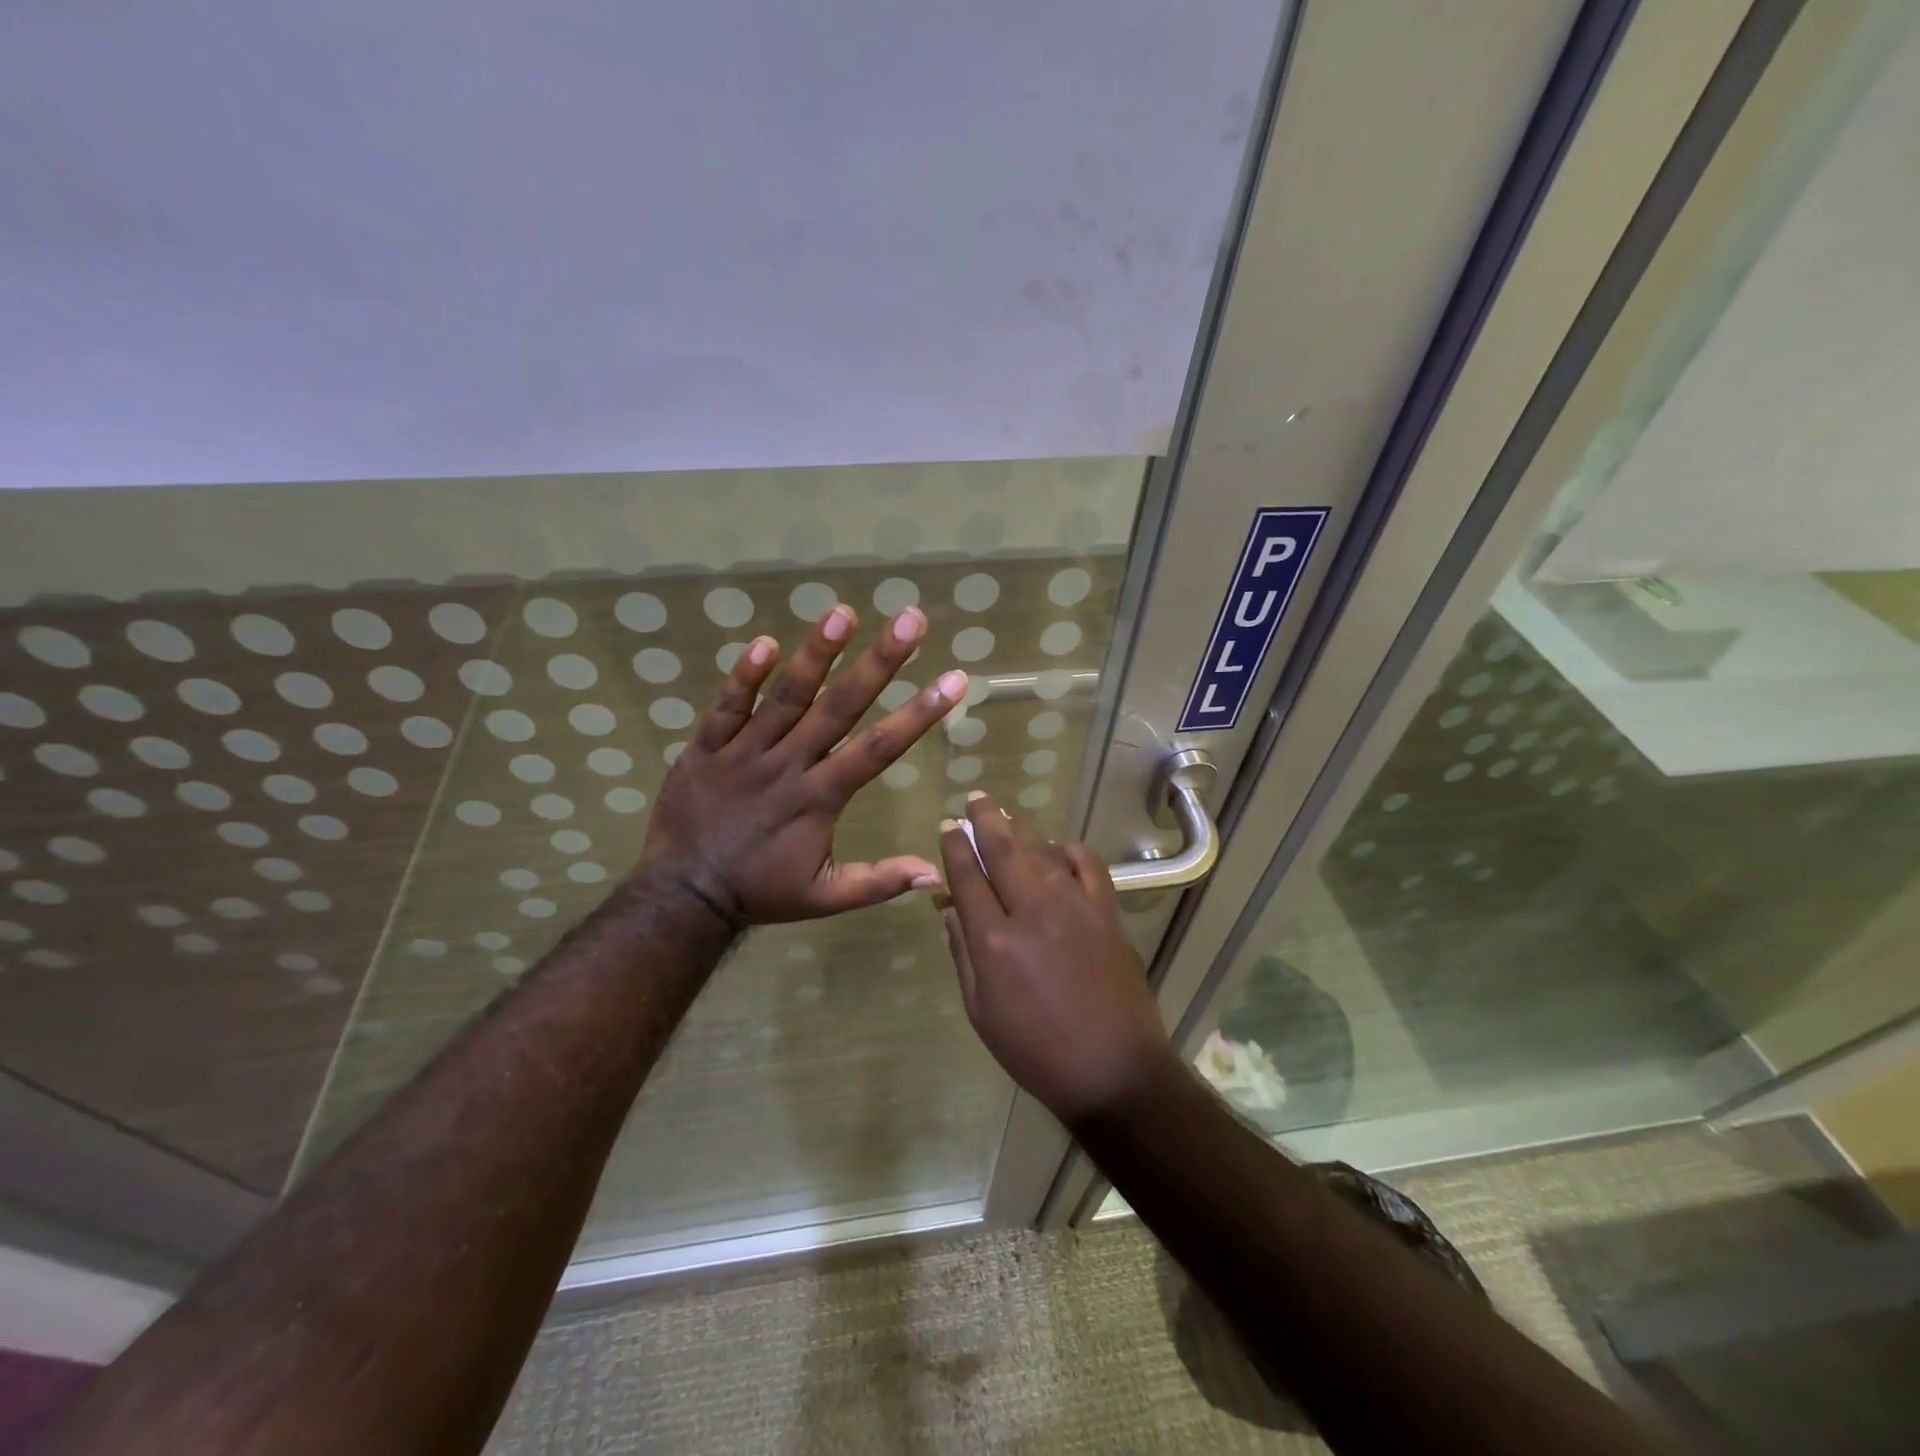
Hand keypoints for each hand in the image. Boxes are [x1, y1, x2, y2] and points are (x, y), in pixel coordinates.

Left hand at [638, 603, 967, 923]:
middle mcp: (788, 765)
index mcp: (820, 797)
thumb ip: (878, 882)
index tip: (953, 680)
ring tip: (842, 613)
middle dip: (879, 662)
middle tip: (909, 619)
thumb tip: (935, 872)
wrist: (682, 895)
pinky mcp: (705, 748)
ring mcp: (744, 753)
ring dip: (814, 655)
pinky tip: (764, 642)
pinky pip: (725, 707)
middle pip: (839, 707)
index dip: (919, 713)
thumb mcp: (824, 898)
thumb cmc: (760, 891)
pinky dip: (743, 676)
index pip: (879, 748)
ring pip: (785, 697)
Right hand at [937, 793, 1176, 1127]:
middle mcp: (1031, 910)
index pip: (967, 876)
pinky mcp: (1106, 911)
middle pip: (1003, 848)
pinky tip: (1059, 848)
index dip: (954, 847)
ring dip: (1022, 829)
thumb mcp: (981, 1011)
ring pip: (1042, 849)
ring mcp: (1074, 906)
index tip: (948, 826)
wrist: (1112, 1069)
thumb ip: (962, 954)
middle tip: (976, 799)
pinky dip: (1070, 849)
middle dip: (985, 818)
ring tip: (1009, 817)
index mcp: (994, 939)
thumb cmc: (1036, 1050)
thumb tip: (948, 910)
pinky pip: (1088, 864)